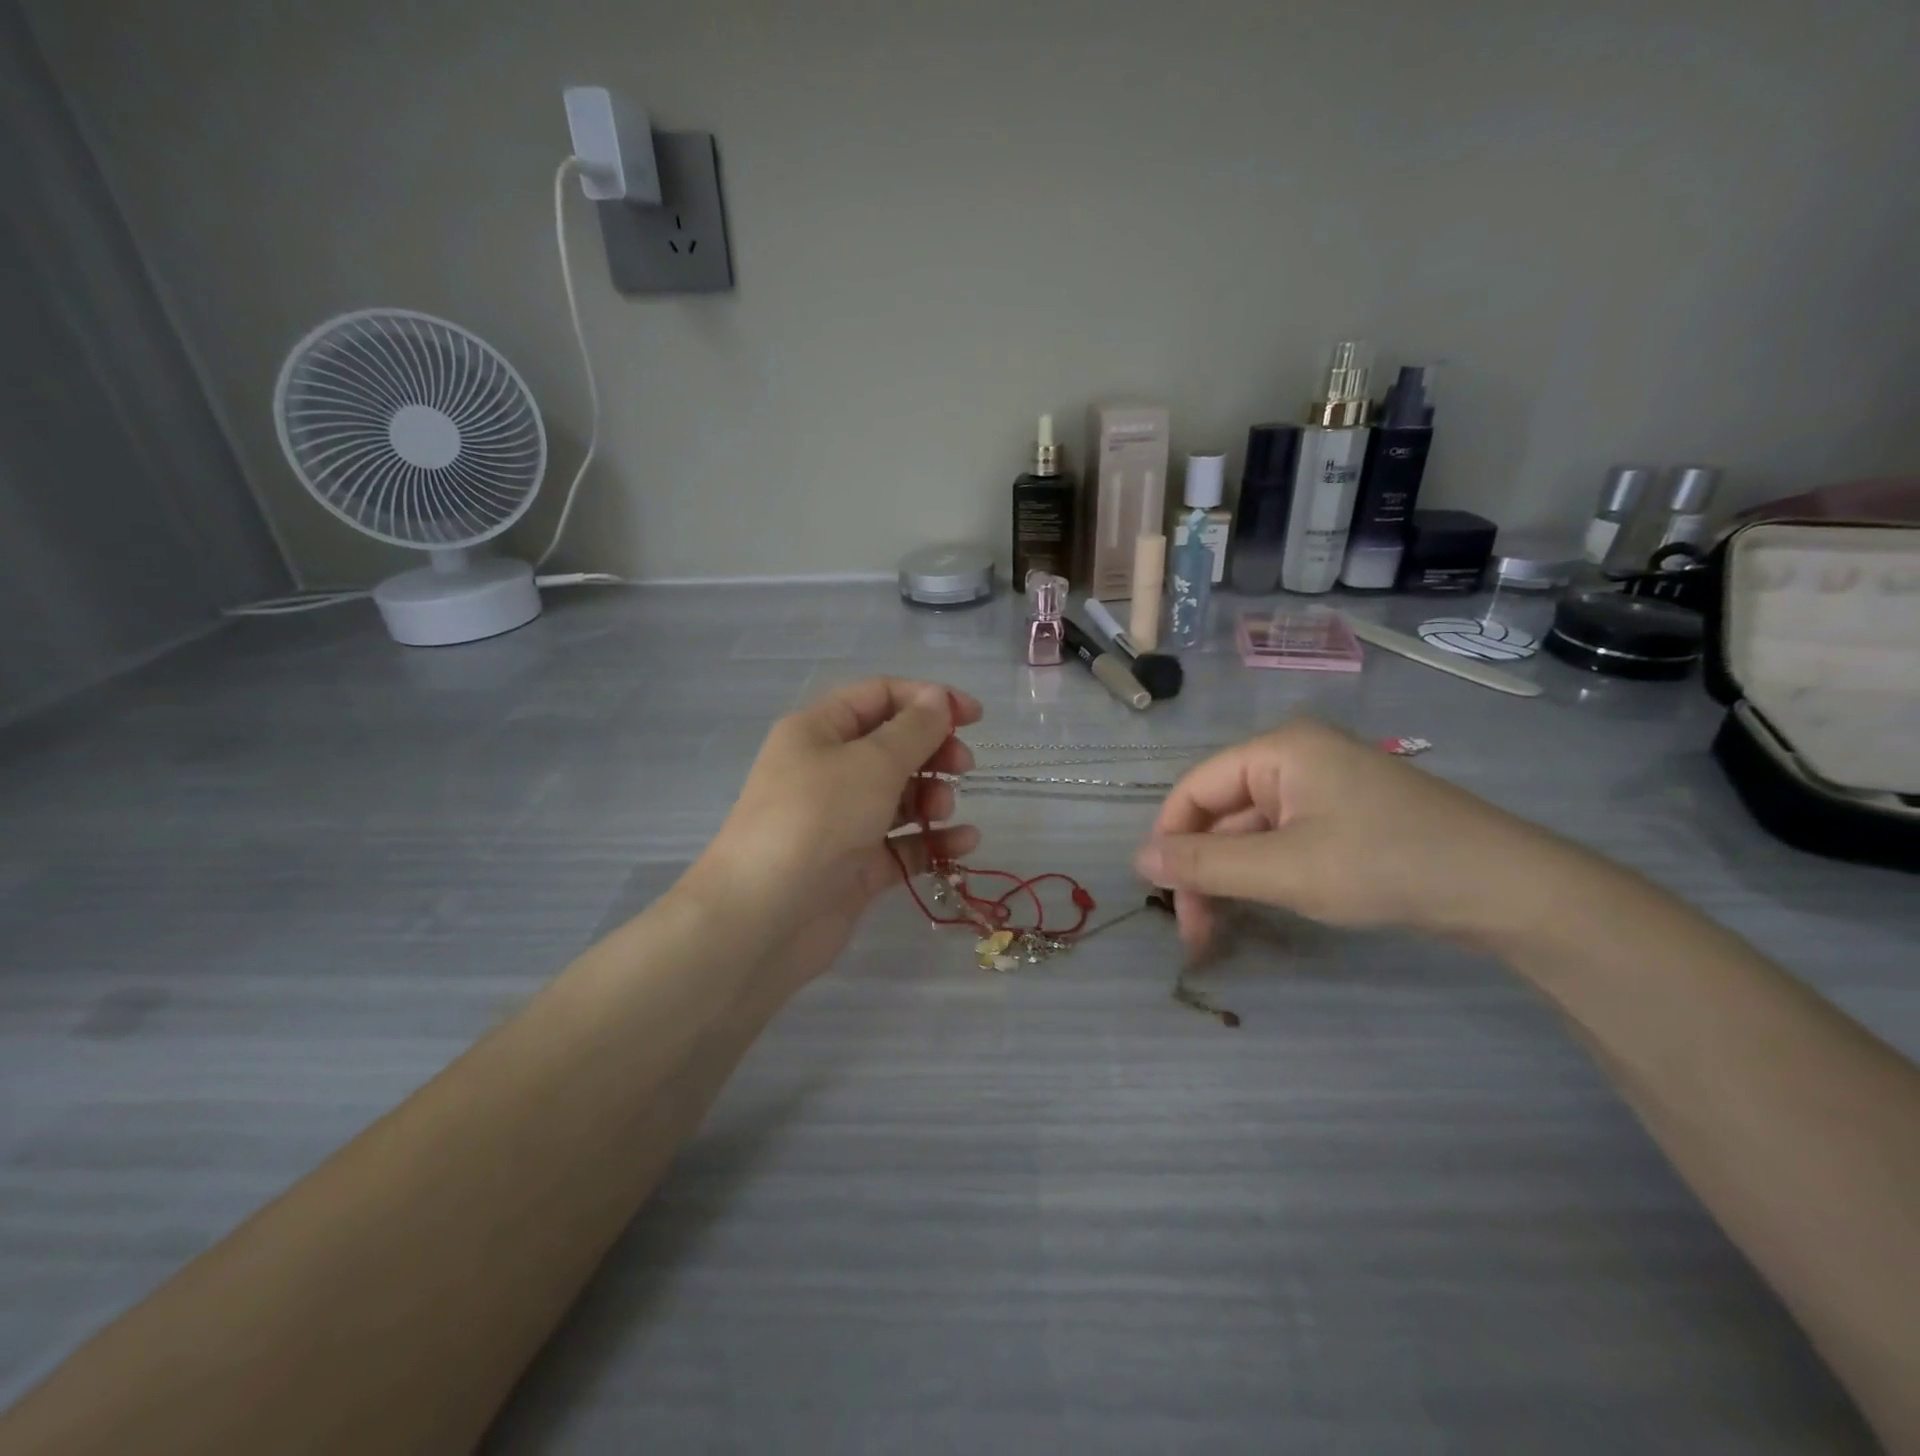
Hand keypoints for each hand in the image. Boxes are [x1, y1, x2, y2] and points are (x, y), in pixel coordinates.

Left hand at [685, 678, 981, 987]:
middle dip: (933, 751)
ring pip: (899, 796)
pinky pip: (901, 844)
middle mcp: (827, 770)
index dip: (929, 700)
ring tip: (943, 810)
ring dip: (931, 796)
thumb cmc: (817, 820)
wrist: (763, 917)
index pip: (880, 696)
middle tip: (964, 767)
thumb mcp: (871, 763)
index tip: (974, 717)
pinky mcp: (854, 866)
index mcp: (818, 731)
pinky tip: (965, 842)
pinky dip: (931, 840)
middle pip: (892, 746)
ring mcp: (840, 821)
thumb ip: (914, 730)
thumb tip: (938, 698)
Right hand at [1135, 718, 1566, 953]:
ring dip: (1230, 879)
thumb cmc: (1385, 865)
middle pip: (1220, 813)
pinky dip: (1262, 875)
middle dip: (1201, 871)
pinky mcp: (1343, 816)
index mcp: (1277, 749)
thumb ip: (1206, 864)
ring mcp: (1322, 787)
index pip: (1194, 789)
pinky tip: (1259, 908)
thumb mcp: (1285, 869)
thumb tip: (1139, 860)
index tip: (1161, 898)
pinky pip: (1281, 840)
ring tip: (1217, 934)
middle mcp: (1294, 758)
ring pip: (1249, 832)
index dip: (1169, 840)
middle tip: (1194, 934)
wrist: (1508, 890)